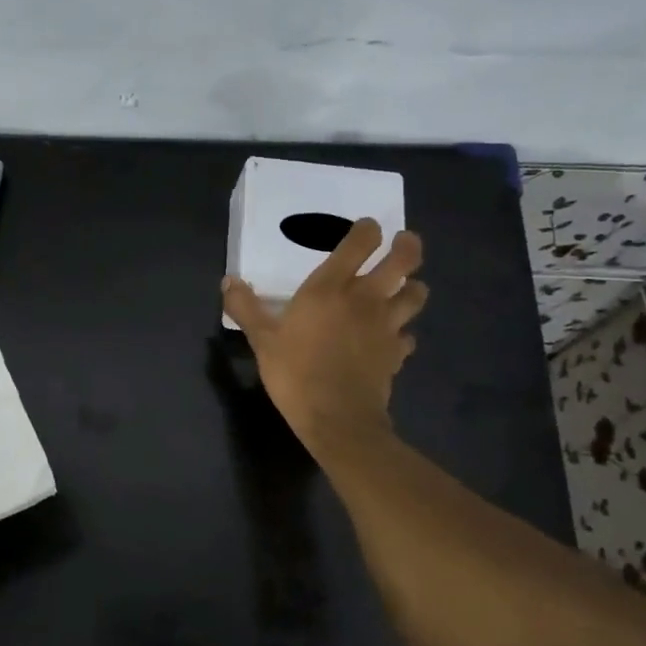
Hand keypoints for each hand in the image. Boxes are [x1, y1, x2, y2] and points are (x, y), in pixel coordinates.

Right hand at [222, 220, 427, 449]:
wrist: (337, 418)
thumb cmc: (295, 372)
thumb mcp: (261, 340)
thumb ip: (245, 307)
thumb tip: (229, 281)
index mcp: (331, 288)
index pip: (360, 243)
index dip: (367, 229)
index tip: (367, 227)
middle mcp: (366, 299)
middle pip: (403, 260)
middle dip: (407, 246)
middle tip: (405, 241)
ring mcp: (387, 326)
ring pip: (416, 295)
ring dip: (413, 288)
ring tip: (405, 288)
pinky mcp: (396, 354)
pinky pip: (408, 336)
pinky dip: (403, 334)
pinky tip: (393, 339)